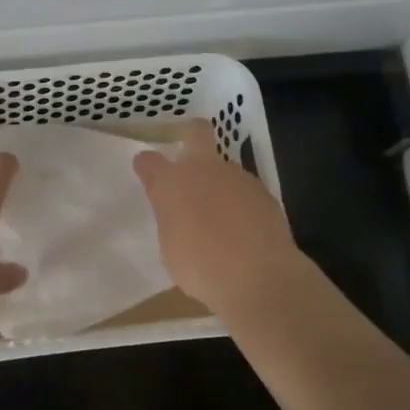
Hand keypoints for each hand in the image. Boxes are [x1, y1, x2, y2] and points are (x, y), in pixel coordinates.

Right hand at [133, 119, 303, 312]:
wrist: (259, 277)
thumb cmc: (201, 267)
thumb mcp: (170, 247)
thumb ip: (172, 219)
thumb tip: (179, 213)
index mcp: (171, 183)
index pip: (150, 161)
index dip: (146, 164)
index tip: (145, 169)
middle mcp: (204, 169)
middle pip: (197, 132)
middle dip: (190, 135)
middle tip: (186, 157)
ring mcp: (238, 177)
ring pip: (224, 167)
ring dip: (218, 182)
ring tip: (219, 215)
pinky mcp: (264, 193)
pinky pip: (244, 191)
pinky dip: (240, 203)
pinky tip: (242, 228)